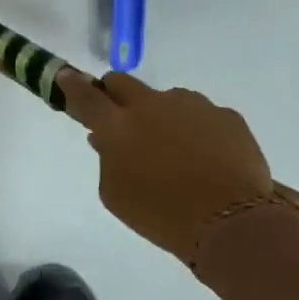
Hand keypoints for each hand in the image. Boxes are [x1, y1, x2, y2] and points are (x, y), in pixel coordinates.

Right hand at [57, 69, 273, 262]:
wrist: (232, 221)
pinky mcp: (225, 115)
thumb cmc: (162, 214)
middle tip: (120, 119)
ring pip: (165, 98)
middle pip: (122, 82)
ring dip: (160, 115)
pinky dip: (196, 130)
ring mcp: (191, 105)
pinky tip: (206, 159)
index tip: (66, 77)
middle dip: (115, 95)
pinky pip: (200, 115)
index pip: (86, 96)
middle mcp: (151, 104)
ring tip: (175, 152)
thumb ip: (106, 161)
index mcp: (118, 126)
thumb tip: (105, 139)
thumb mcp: (116, 196)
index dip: (72, 85)